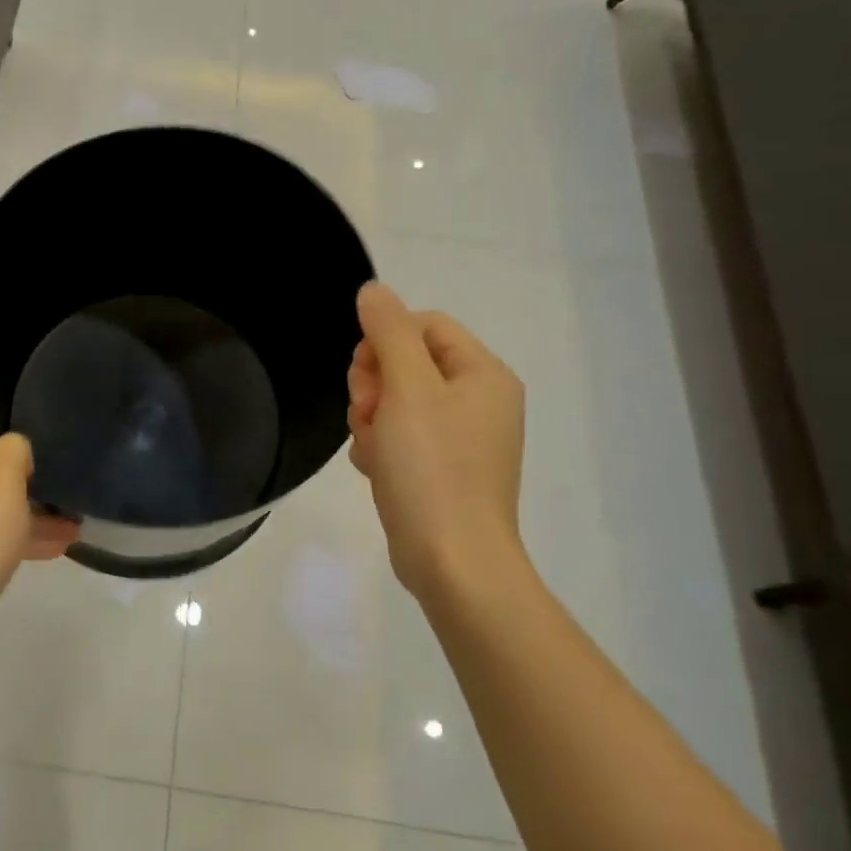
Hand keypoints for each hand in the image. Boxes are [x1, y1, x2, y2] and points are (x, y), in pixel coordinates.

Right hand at [348, 283, 526, 598]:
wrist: (450, 560)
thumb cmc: (433, 467)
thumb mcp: (408, 389)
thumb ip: (388, 332)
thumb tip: (374, 289)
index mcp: (483, 374)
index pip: (424, 325)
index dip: (385, 340)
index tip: (366, 375)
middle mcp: (477, 400)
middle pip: (406, 362)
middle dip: (375, 385)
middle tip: (369, 413)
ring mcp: (460, 438)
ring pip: (395, 401)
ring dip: (371, 418)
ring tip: (374, 449)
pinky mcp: (441, 469)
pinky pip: (399, 437)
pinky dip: (380, 447)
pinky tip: (377, 470)